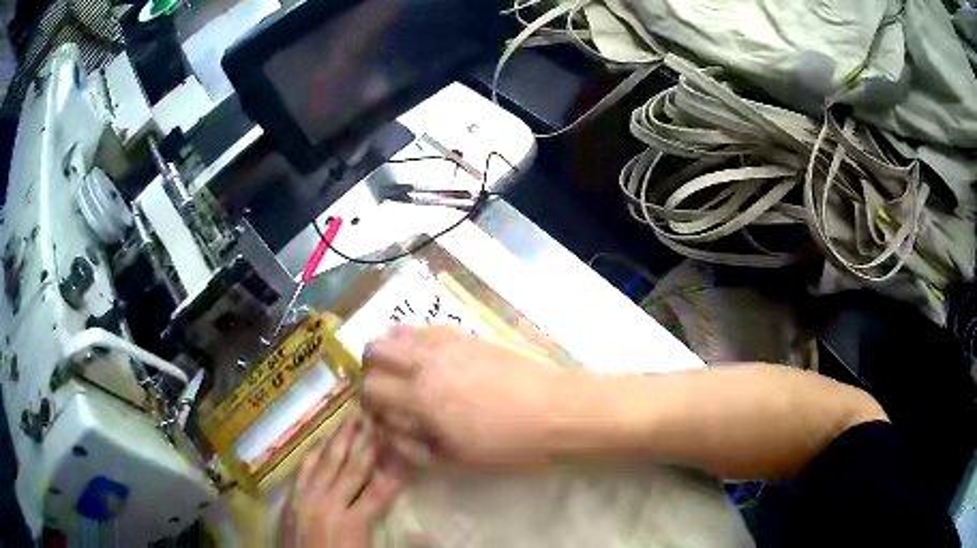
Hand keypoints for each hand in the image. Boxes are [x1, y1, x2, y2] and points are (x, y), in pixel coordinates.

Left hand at [281, 413, 403, 547]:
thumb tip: (427, 534)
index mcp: (354, 523)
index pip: (381, 491)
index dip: (395, 468)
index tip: (405, 445)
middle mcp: (329, 505)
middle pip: (353, 469)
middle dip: (367, 443)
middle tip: (377, 416)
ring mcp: (307, 499)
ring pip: (327, 463)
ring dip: (341, 440)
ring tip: (352, 417)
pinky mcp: (292, 499)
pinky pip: (304, 470)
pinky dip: (313, 453)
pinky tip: (322, 440)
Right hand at [362, 327, 579, 464]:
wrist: (556, 411)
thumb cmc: (507, 445)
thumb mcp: (455, 460)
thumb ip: (412, 445)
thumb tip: (386, 431)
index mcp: (420, 399)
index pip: (370, 390)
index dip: (368, 404)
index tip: (380, 416)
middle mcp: (425, 362)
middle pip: (373, 351)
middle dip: (371, 372)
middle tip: (386, 392)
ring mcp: (445, 342)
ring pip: (395, 333)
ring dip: (389, 352)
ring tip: (403, 372)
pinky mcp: (465, 334)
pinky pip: (424, 328)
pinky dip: (412, 340)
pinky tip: (427, 358)